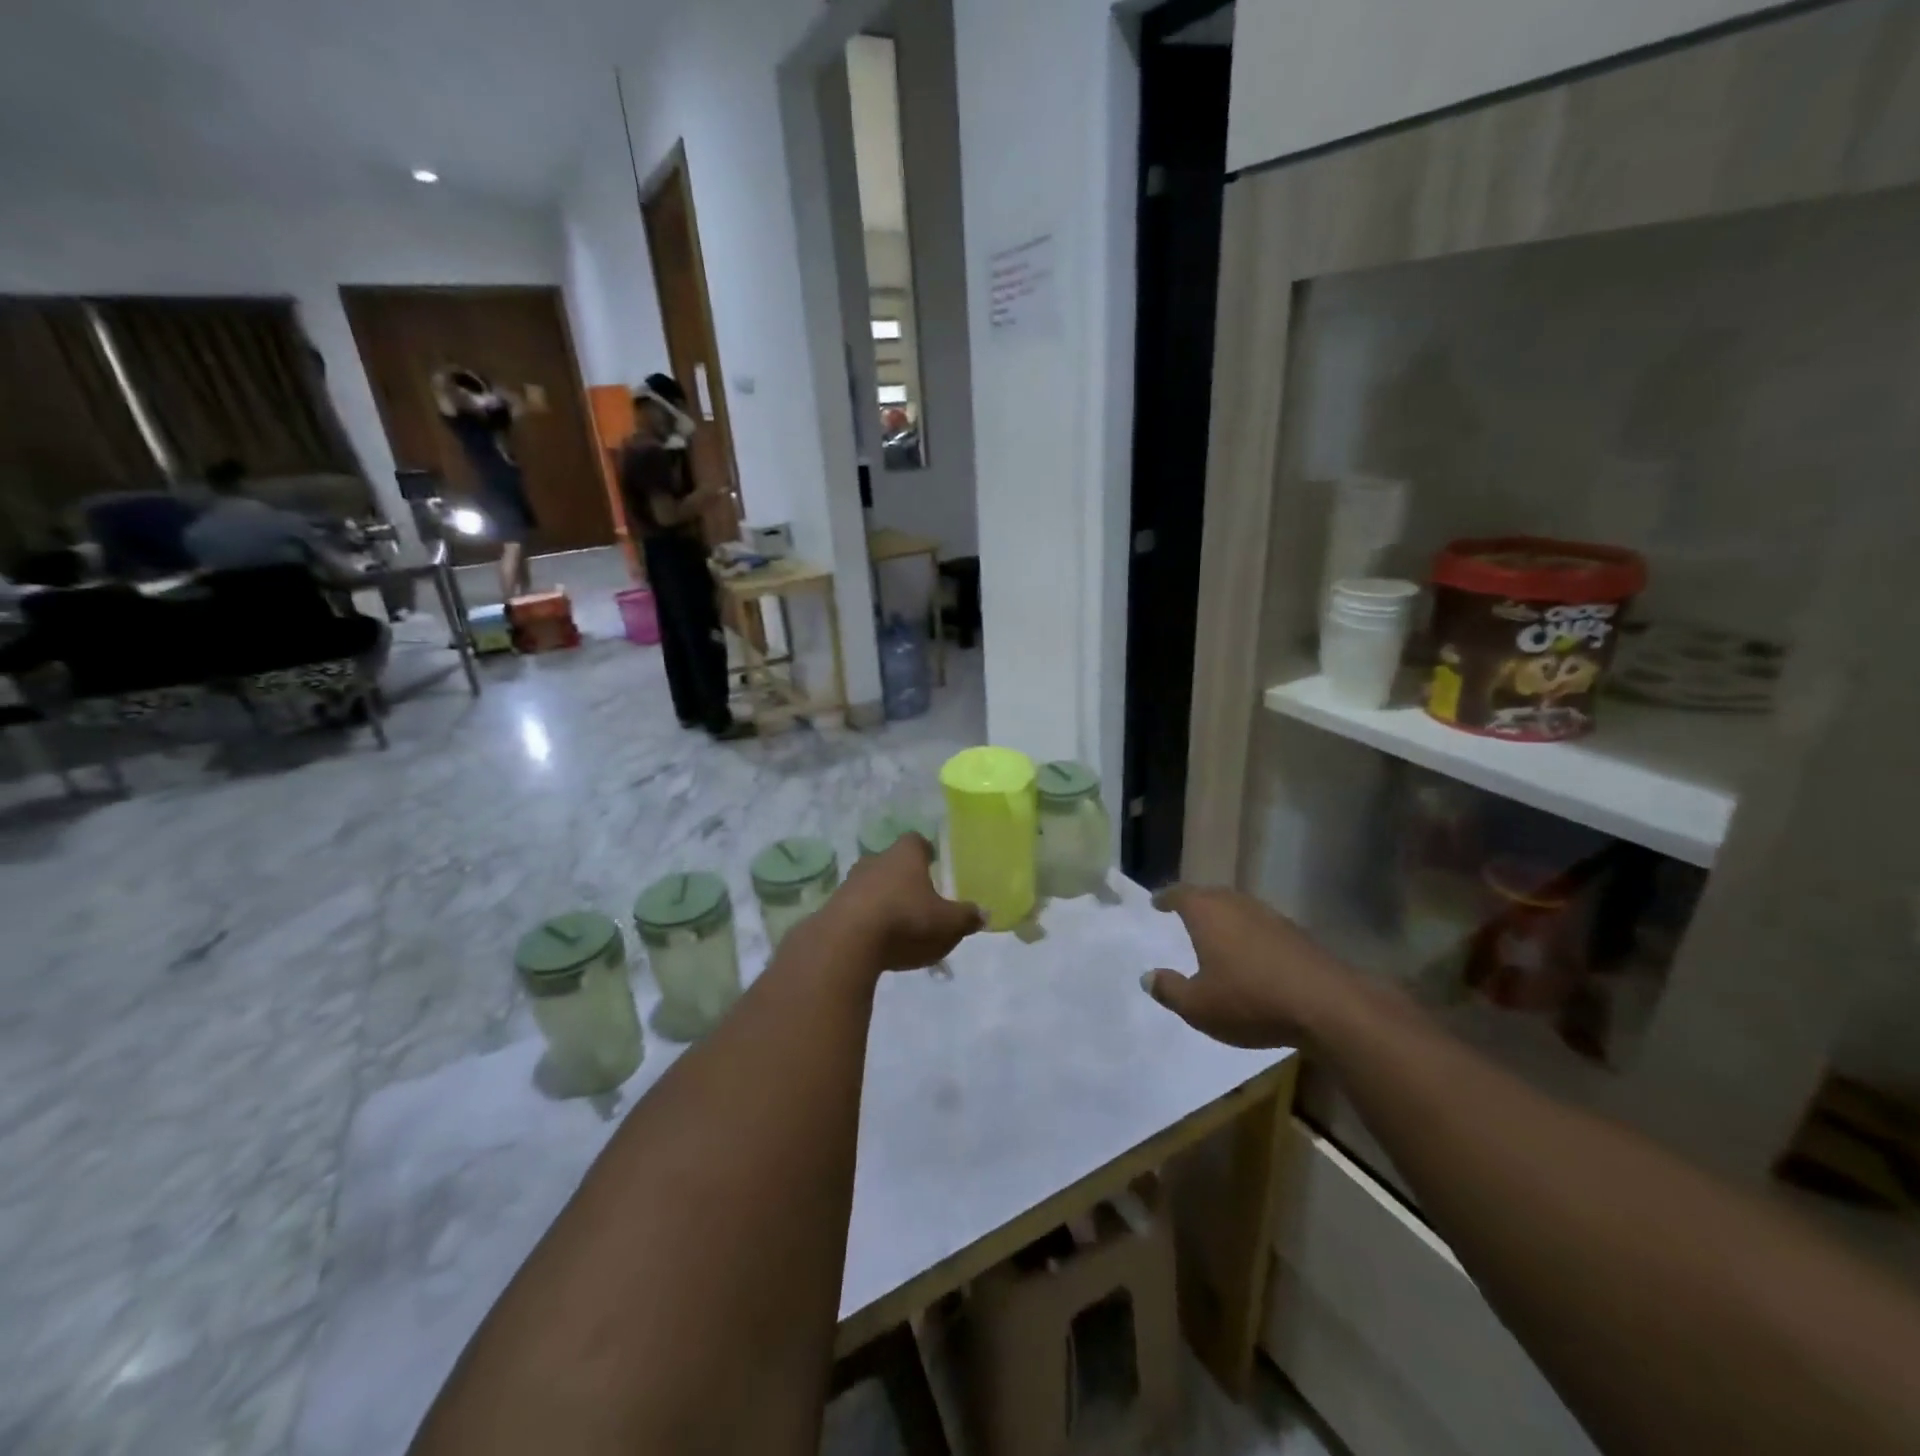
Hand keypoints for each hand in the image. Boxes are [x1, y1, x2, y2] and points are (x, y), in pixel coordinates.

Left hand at [815, 834, 983, 972]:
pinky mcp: (833, 908)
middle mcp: (875, 861)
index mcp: (905, 856)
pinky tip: (875, 940)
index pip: (916, 841)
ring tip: (896, 923)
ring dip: (882, 898)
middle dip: (903, 877)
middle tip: (917, 897)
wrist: (846, 941)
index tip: (932, 862)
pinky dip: (866, 919)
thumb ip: (966, 917)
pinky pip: (855, 908)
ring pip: (871, 884)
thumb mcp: (947, 923)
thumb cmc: (905, 920)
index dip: (925, 850)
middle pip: (891, 862)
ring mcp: (850, 883)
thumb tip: (984, 913)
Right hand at [1141, 885, 1358, 1049]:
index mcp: (1208, 913)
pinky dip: (1248, 933)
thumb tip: (1148, 977)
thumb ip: (1169, 990)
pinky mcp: (1296, 934)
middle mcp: (1237, 905)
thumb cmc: (1250, 1000)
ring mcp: (1271, 916)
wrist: (1328, 1006)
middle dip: (1195, 903)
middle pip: (1211, 895)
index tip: (1157, 902)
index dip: (1166, 897)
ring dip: (1224, 917)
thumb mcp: (1198, 1006)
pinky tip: (1250, 954)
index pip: (1180, 894)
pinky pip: (1261, 925)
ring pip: (1239, 908)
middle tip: (1183, 913)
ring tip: (1215, 933)